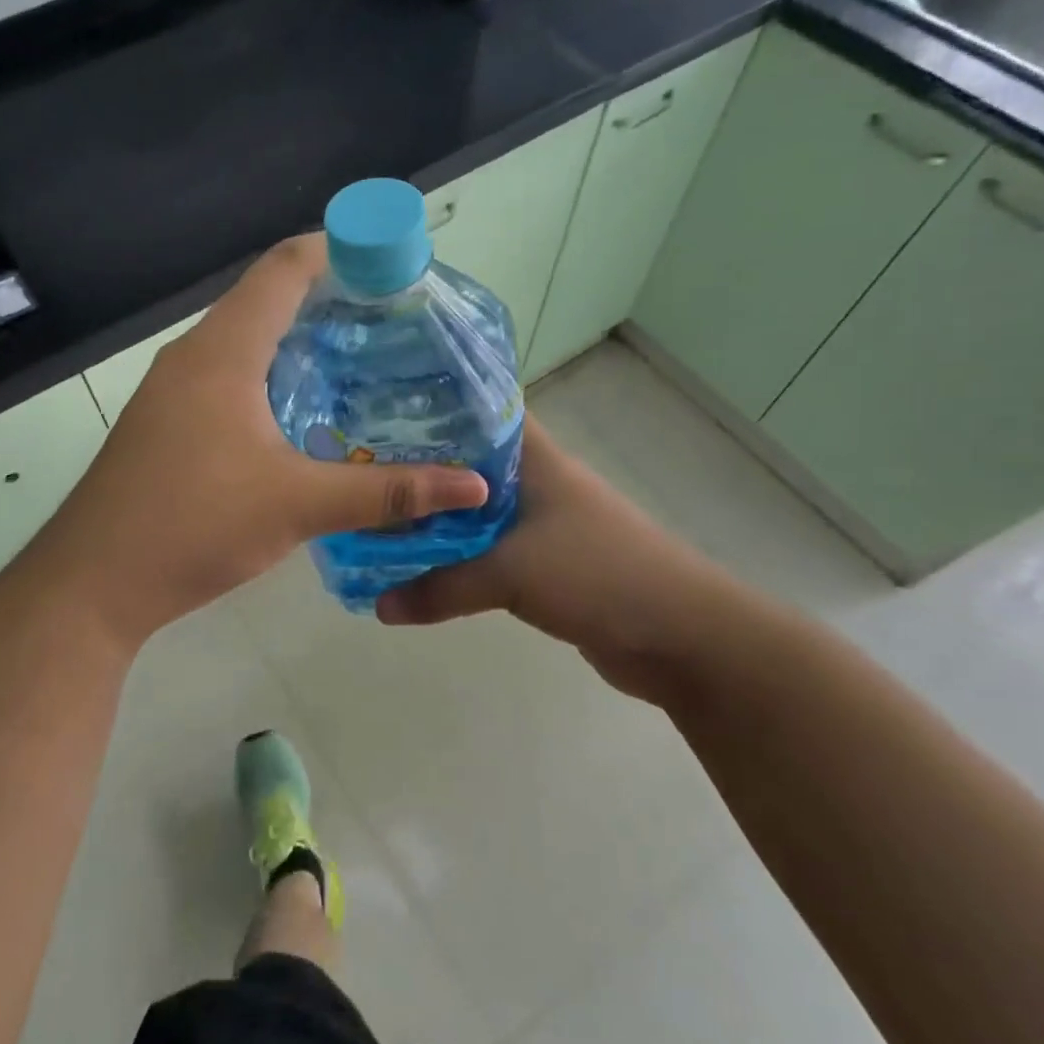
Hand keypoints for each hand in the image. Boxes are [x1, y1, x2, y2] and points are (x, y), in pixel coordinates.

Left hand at [28, 235, 487, 645]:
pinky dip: (272, 375)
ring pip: (246, 340)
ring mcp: (173, 389)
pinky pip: (228, 376)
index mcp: (223, 351)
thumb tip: (473, 487)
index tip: (393, 261)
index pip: (285, 268)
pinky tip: (305, 413)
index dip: (341, 249)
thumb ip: (387, 492)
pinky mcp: (167, 421)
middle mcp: (194, 355)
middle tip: (394, 319)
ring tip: (362, 360)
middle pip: (267, 299)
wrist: (91, 583)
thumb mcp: (298, 506)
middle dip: (330, 298)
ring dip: (299, 340)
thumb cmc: (193, 525)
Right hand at [375, 418, 747, 705]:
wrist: (682, 636)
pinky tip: (420, 563)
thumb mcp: (510, 574)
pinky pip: (488, 550)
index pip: (477, 411)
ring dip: (436, 519)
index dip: (429, 407)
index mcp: (533, 458)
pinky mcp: (545, 562)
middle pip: (466, 463)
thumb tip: (378, 606)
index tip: (375, 413)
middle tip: (361, 472)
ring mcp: (542, 522)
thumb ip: (440, 587)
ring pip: (474, 510)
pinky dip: (457, 556)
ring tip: (378, 517)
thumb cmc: (599, 574)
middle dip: (419, 470)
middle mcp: (535, 481)